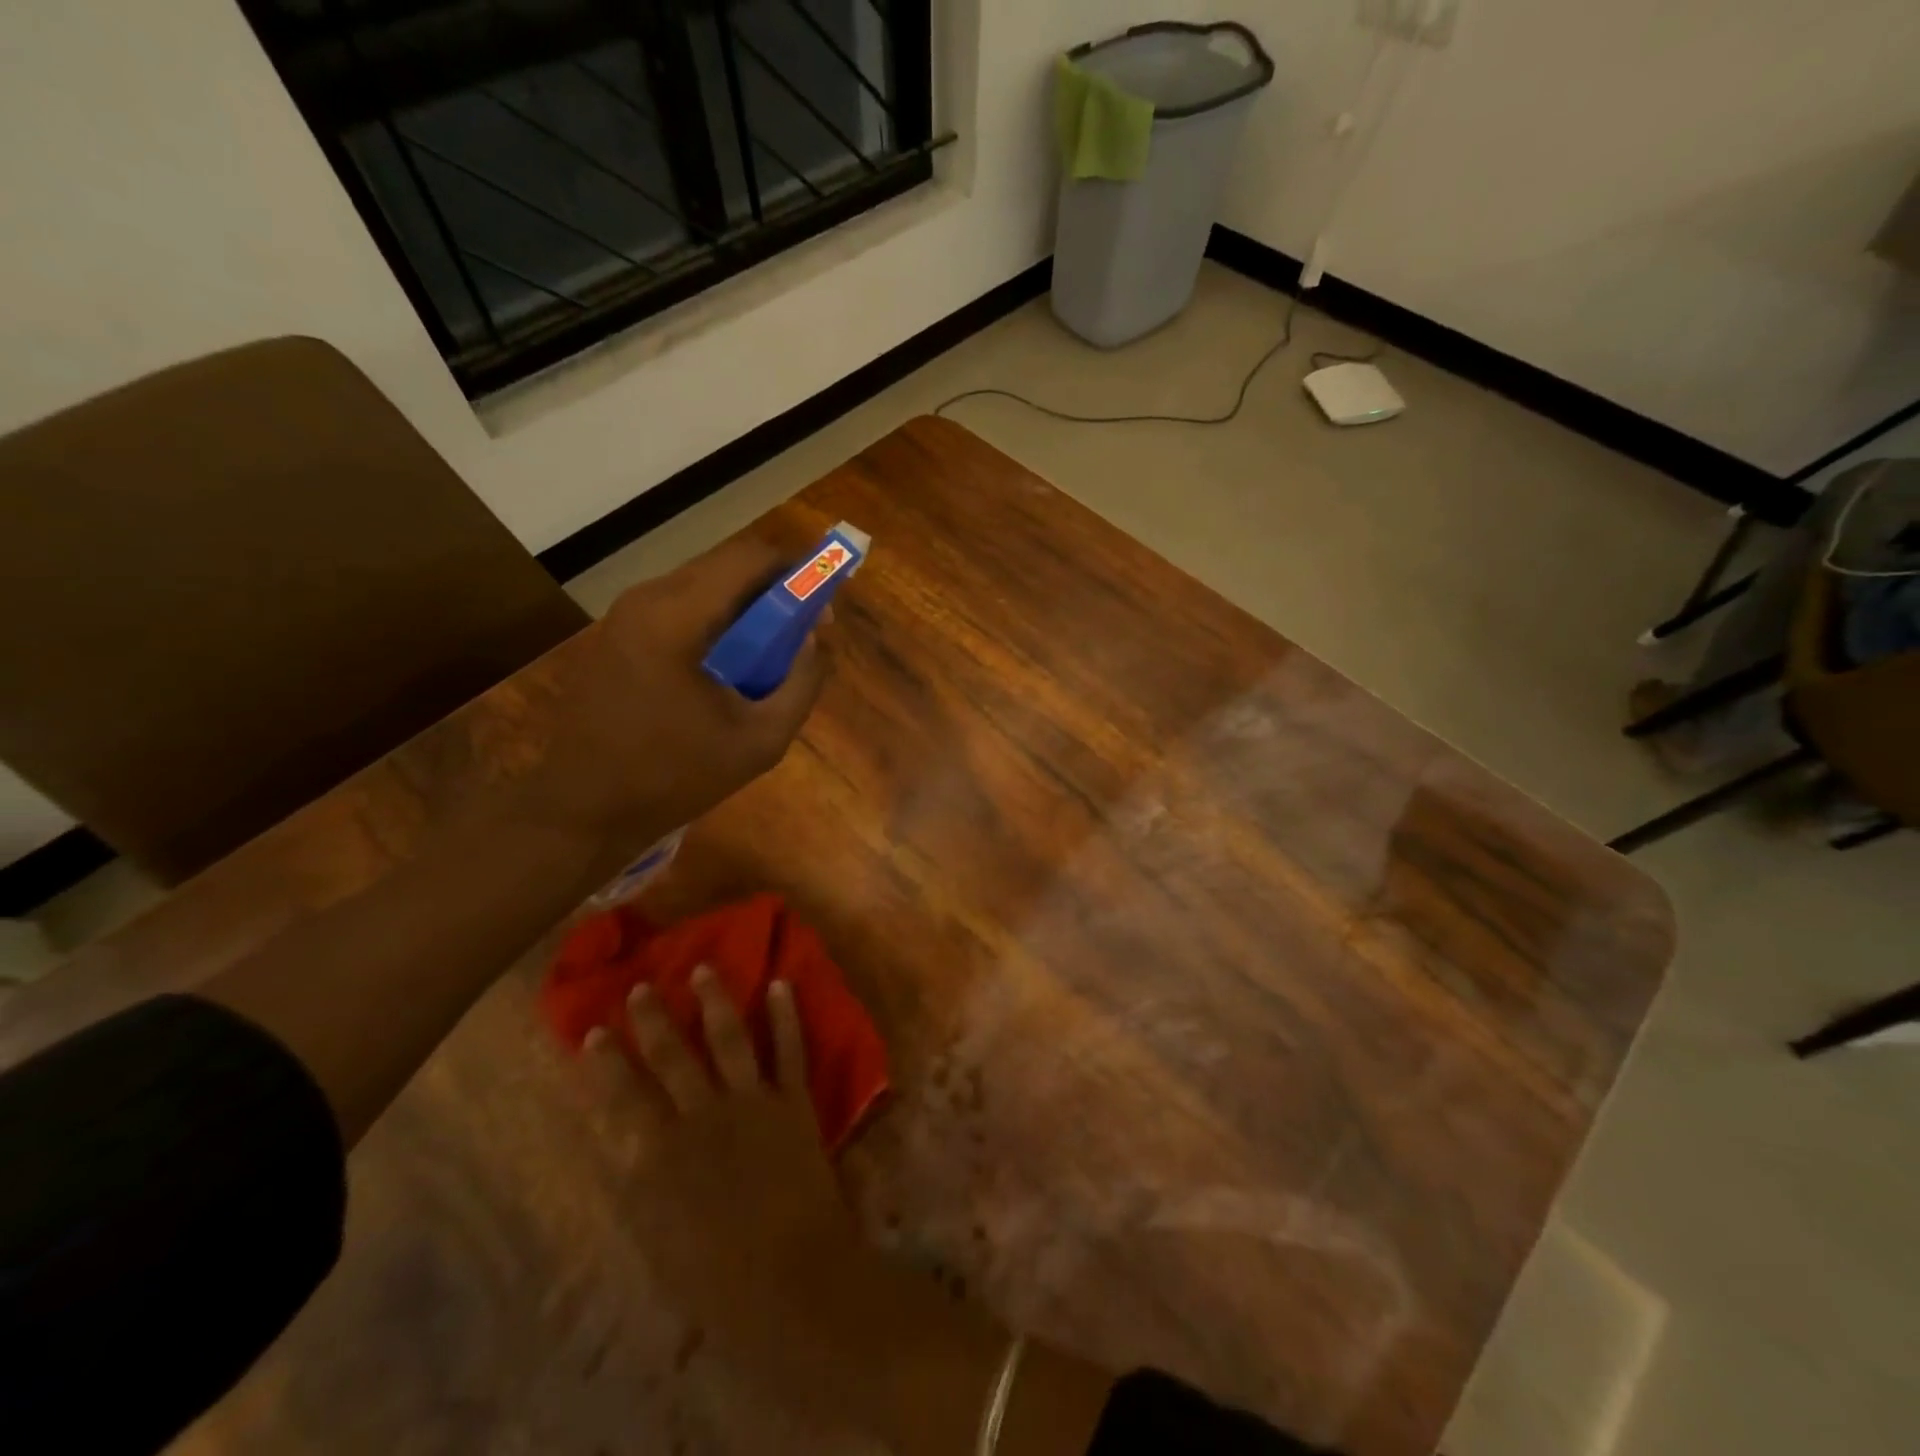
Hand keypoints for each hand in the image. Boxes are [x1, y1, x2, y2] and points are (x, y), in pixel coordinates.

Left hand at [534, 534, 830, 844]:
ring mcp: (624, 616)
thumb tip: (815, 643)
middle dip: (772, 591)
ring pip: (701, 585)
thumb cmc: (674, 777)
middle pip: (725, 566)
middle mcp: (646, 600)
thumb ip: (801, 684)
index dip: (796, 570)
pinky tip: (724, 669)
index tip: (823, 605)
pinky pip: (677, 608)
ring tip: (767, 656)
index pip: (749, 558)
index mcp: (678, 618)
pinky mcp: (615, 636)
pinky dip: (713, 622)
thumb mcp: (760, 741)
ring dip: (743, 608)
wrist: (583, 809)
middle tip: (802, 633)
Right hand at [579, 967, 1011, 1452]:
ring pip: (729, 1037)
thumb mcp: (659, 1243)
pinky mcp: (794, 1101)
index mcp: (663, 1155)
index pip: (623, 1097)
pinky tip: (781, 983)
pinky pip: (790, 1048)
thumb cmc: (719, 1282)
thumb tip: (625, 1148)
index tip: (592, 1031)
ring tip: (704, 967)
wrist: (794, 1280)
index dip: (606, 1063)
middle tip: (641, 984)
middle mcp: (703, 1115)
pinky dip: (786, 1014)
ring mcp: (753, 1102)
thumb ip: (642, 1189)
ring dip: (715, 1000)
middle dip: (653, 1018)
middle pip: (672, 1055)